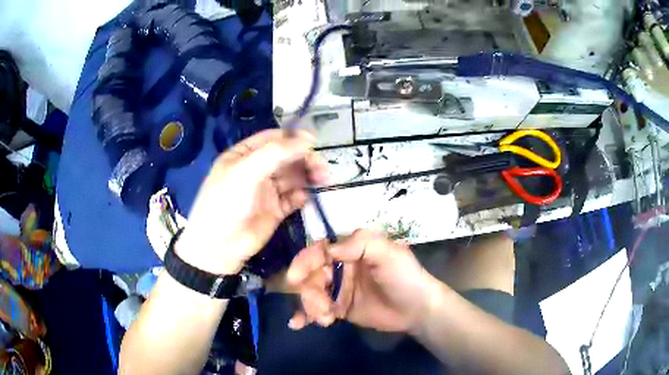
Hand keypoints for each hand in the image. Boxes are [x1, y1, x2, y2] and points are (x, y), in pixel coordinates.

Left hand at [176, 129, 328, 274]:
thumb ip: (275, 153)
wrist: (219, 246)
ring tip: (323, 179)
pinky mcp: (275, 210)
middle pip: (287, 157)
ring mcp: (267, 191)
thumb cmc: (227, 202)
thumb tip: (306, 140)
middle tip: (322, 167)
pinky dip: (301, 196)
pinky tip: (304, 199)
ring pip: (293, 177)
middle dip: (305, 159)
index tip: (314, 142)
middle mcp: (257, 169)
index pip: (273, 139)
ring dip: (308, 176)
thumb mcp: (246, 171)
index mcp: (245, 155)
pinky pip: (293, 198)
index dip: (293, 138)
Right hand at [286, 229, 436, 333]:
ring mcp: (339, 289)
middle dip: (310, 292)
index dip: (304, 262)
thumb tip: (328, 249)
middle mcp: (341, 267)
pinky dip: (305, 315)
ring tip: (325, 319)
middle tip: (321, 308)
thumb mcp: (388, 253)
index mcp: (351, 250)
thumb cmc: (405, 277)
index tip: (294, 278)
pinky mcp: (339, 308)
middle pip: (311, 275)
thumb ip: (360, 244)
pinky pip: (317, 309)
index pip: (319, 251)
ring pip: (311, 293)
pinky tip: (298, 324)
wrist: (417, 310)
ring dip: (311, 306)